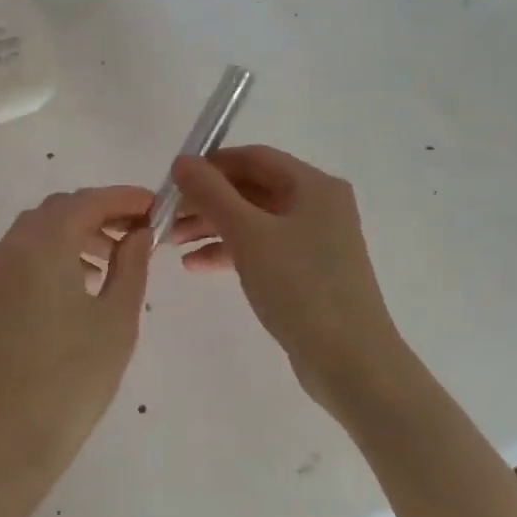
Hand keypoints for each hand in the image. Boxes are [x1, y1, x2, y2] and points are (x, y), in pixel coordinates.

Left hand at [0, 186, 153, 496]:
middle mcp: (9, 247)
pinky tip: (79, 285)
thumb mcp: (116, 320)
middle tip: (138, 234)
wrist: (6, 438)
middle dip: (100, 214)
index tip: (155, 208)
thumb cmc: (72, 378)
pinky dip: (52, 255)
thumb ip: (131, 265)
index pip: (87, 201)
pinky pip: (21, 256)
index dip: (124, 199)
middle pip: (58, 210)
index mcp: (42, 245)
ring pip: (37, 232)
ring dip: (76, 234)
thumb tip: (139, 233)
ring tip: (112, 262)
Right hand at [171, 146, 406, 401]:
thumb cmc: (300, 286)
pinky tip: (196, 266)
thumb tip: (182, 161)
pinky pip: (262, 250)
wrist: (349, 359)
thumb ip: (212, 194)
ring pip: (254, 221)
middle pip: (252, 189)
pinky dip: (230, 252)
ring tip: (172, 243)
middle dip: (207, 201)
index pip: (254, 158)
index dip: (211, 164)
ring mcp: (315, 241)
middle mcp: (318, 206)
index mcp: (313, 186)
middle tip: (166, 217)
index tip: (172, 181)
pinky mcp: (308, 273)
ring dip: (212, 227)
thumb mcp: (249, 234)